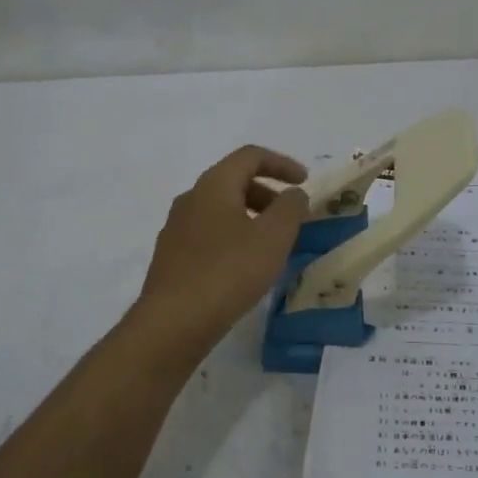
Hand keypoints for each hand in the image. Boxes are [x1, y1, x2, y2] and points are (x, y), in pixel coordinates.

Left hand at [133, 146, 311, 348]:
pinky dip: (233, 238)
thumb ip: (290, 208)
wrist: (173, 322)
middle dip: (268, 194)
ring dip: (251, 218)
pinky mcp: (172, 257)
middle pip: (233, 181)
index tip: (305, 182)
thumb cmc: (228, 271)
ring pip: (220, 210)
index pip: (250, 156)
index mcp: (213, 185)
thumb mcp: (273, 237)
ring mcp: (176, 229)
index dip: (281, 163)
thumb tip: (293, 193)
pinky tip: (245, 268)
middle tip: (291, 218)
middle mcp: (190, 199)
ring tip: (272, 246)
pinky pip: (209, 235)